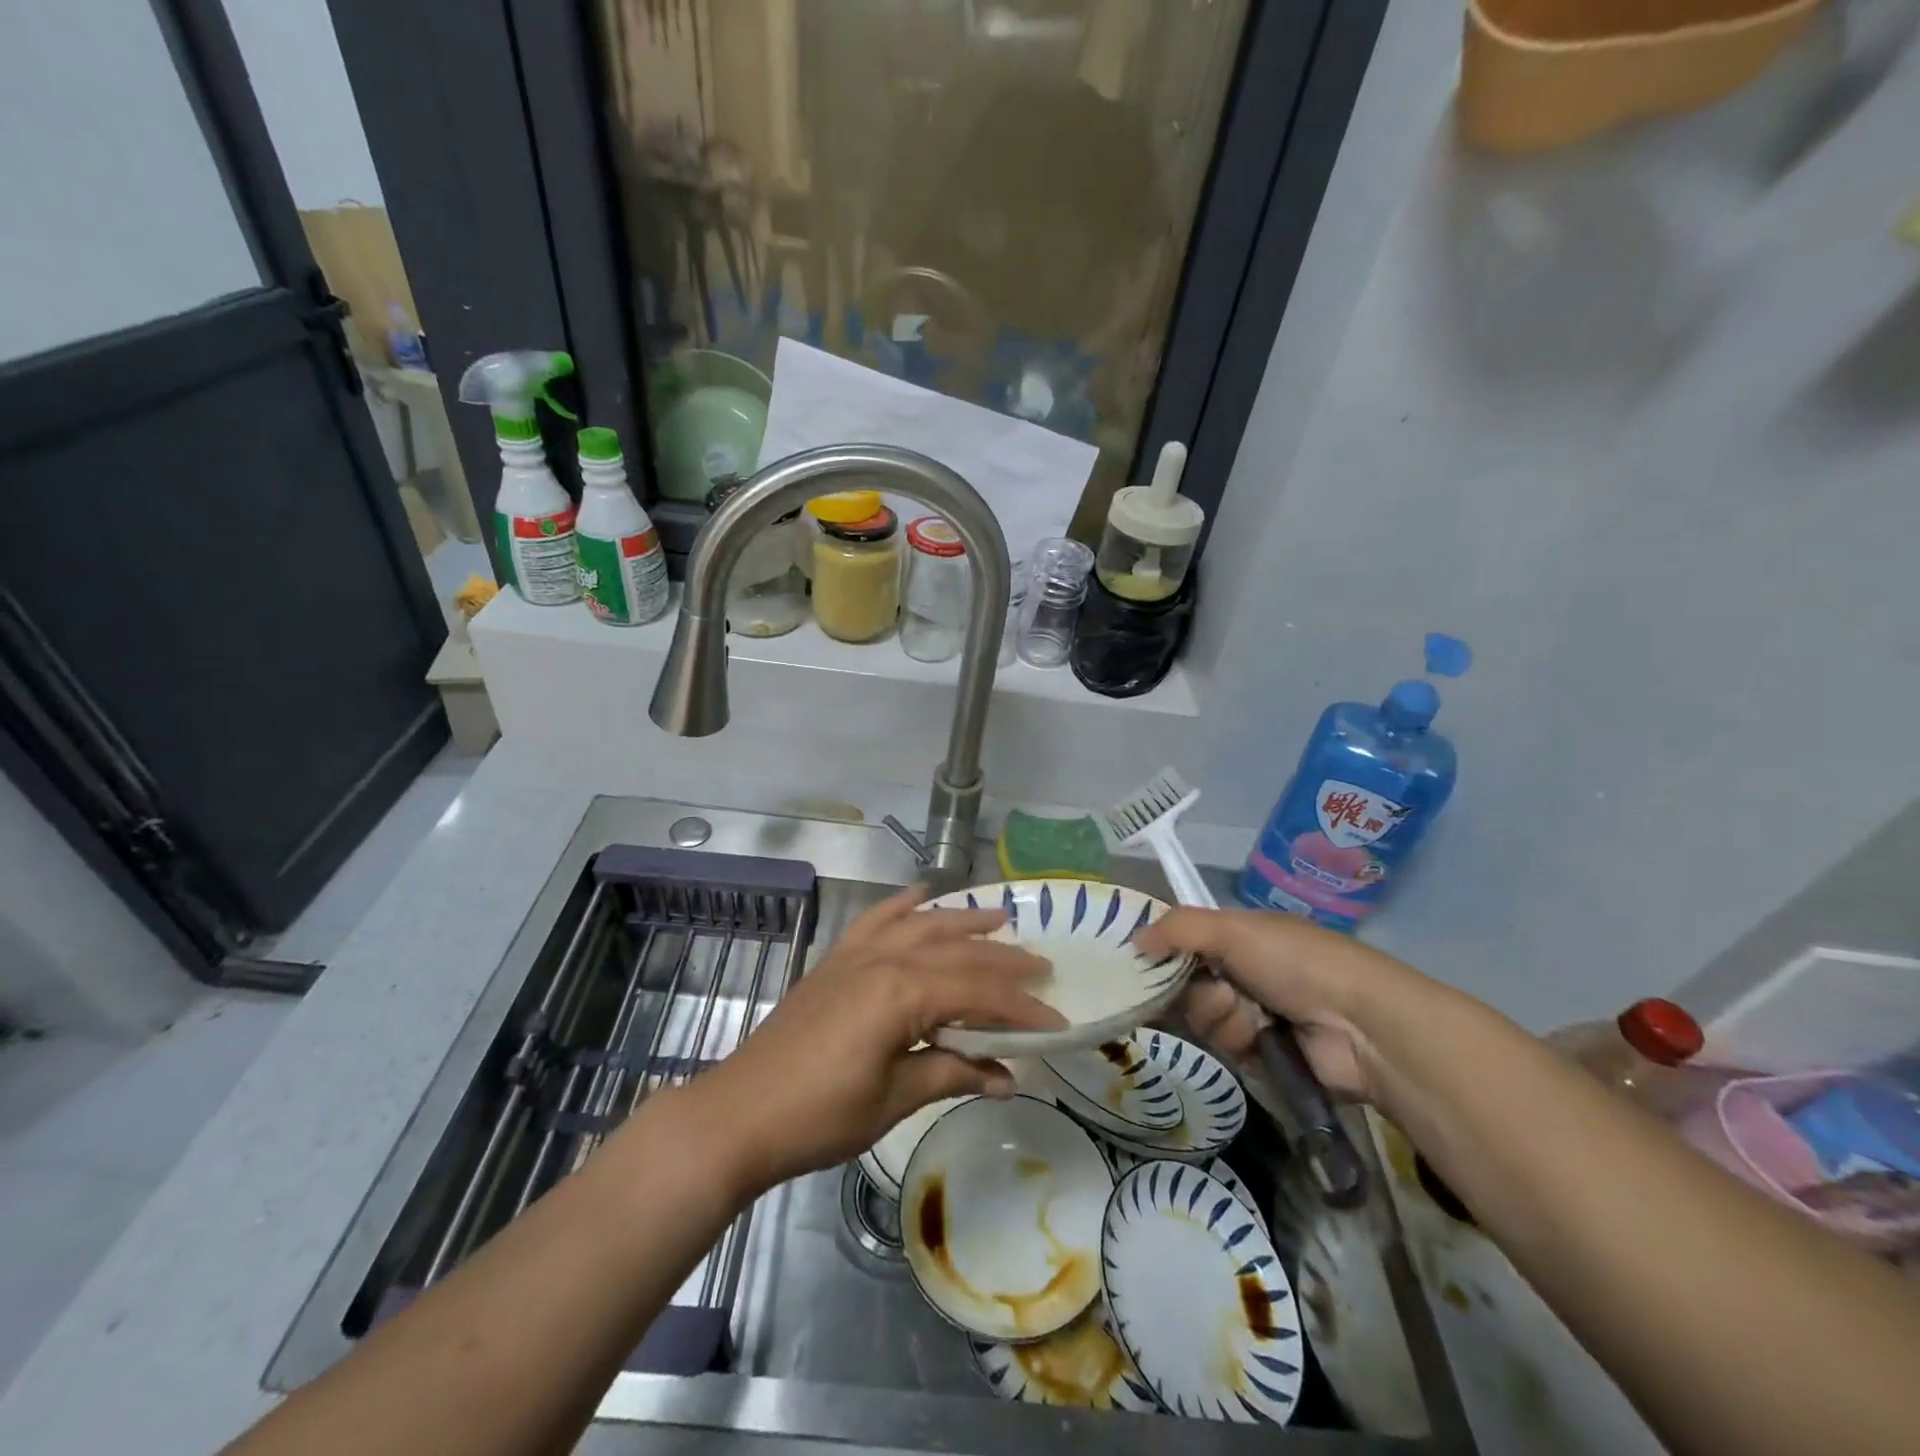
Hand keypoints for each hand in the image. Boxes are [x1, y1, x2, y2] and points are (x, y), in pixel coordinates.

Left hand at [693, 887, 1064, 1193]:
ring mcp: (856, 955)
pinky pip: (875, 920)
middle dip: (1003, 961)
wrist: (740, 1112)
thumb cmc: (820, 1115)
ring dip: (963, 920)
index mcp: (902, 993)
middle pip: (957, 952)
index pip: (978, 992)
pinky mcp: (835, 960)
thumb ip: (952, 1074)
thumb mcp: (894, 1100)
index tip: (1057, 1021)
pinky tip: (922, 895)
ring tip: (1000, 917)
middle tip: (1042, 967)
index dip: (1021, 1008)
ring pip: (922, 926)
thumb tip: (1007, 1076)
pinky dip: (902, 905)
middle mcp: (884, 959)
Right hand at [1135, 907, 1420, 1103]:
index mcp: (1241, 934)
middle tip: (1225, 991)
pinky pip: (1224, 1046)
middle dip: (1200, 991)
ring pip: (1203, 1017)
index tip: (1143, 961)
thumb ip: (1179, 928)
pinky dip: (1239, 1042)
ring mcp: (1254, 1011)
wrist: (1361, 1025)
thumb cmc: (1296, 962)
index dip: (1164, 950)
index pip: (1184, 939)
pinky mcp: (1263, 1050)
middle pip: (1187, 982)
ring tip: (1255, 1018)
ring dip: (1223, 1018)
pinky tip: (1263, 1039)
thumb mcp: (1235, 930)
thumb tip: (1134, 939)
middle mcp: (1243, 969)